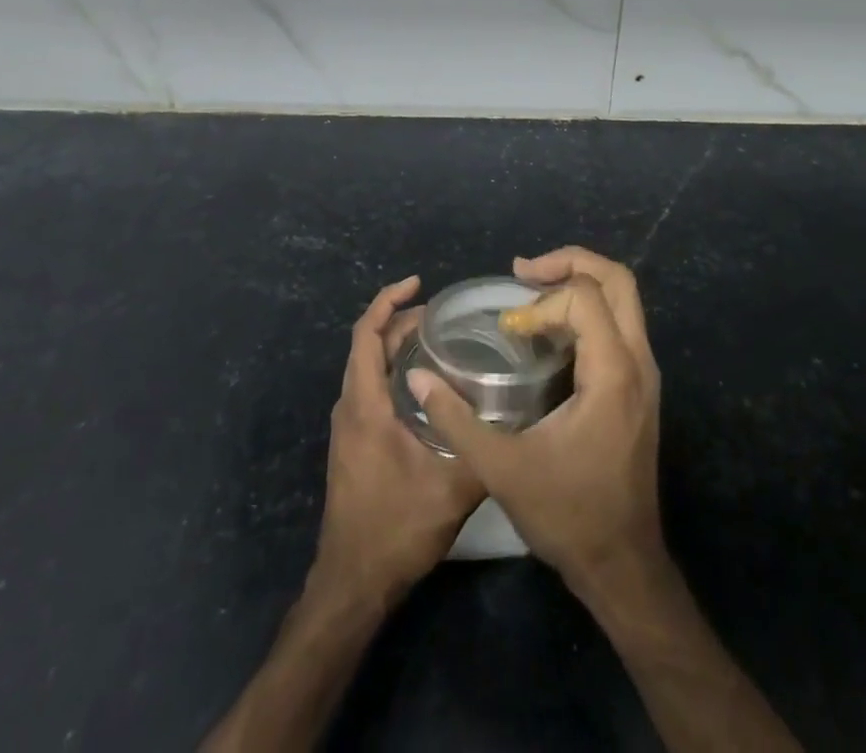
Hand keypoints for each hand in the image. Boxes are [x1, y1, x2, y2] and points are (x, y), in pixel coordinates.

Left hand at [311, 276, 484, 605]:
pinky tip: (423, 384)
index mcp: (365, 404)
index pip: (366, 334)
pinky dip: (391, 369)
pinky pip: (368, 387)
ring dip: (394, 345)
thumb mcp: (451, 490)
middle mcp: (350, 406)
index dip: (388, 301)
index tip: (418, 283)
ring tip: (435, 340)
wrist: (353, 581)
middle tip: (440, 315)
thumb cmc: (396, 529)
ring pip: (366, 367)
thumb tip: (516, 414)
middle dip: (399, 321)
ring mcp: (348, 425)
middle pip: (366, 345)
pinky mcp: (353, 442)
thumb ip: (482, 447)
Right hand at [406, 247, 665, 597]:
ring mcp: (644, 375)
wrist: (623, 568)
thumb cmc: (567, 516)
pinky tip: (548, 331)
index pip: (584, 298)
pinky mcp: (639, 388)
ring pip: (623, 299)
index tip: (508, 328)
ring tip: (530, 293)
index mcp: (613, 374)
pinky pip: (618, 324)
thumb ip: (455, 418)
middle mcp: (639, 363)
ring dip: (577, 284)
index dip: (540, 303)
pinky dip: (585, 310)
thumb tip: (416, 375)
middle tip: (523, 271)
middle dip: (569, 262)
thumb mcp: (501, 469)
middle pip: (617, 280)